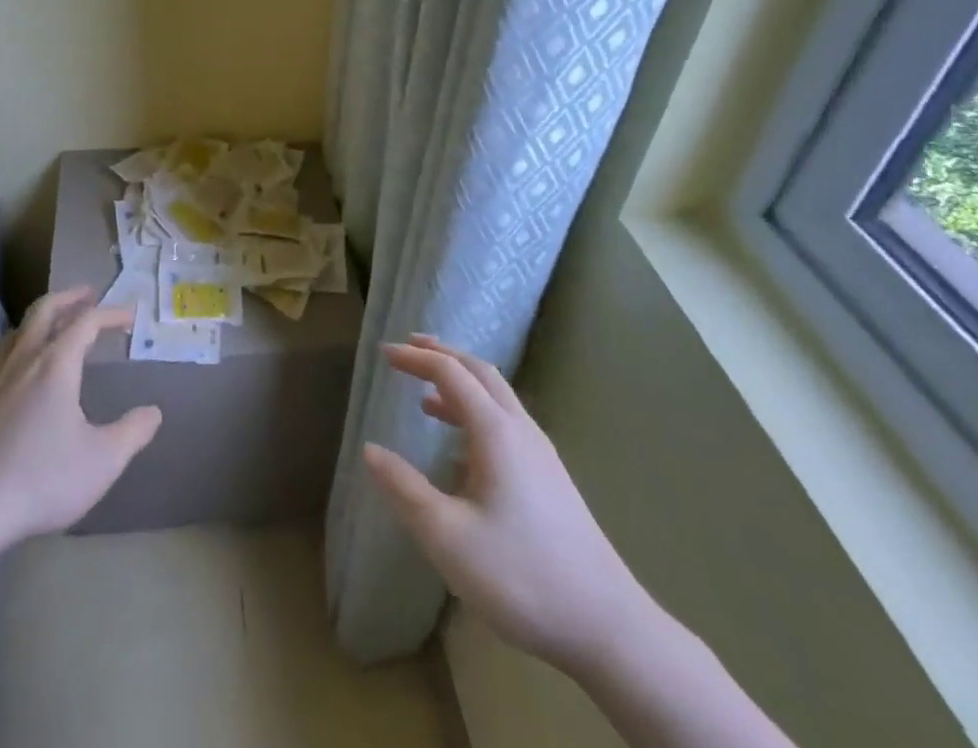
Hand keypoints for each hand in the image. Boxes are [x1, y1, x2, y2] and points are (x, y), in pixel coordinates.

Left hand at [0, 288, 161, 554]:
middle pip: (45, 310)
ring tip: (56, 325)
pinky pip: (1, 358)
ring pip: (19, 331)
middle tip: (89, 294)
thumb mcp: (102, 461)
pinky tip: (22, 370)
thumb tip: (153, 413)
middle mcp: (24, 360)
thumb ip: (132, 433)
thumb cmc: (41, 478)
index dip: (111, 314)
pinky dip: (20, 348)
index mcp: (56, 364)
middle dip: (69, 297)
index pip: (86, 321)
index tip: (131, 317)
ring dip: (41, 318)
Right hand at [363, 336, 653, 678]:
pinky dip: (476, 413)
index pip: (450, 373)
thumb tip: (369, 449)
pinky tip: (462, 450)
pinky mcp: (550, 479)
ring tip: (426, 396)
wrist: (608, 628)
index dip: (415, 358)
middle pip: (480, 372)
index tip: (384, 353)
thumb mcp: (448, 537)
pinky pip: (506, 423)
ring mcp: (541, 454)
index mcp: (496, 431)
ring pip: (497, 398)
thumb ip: (404, 489)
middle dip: (442, 355)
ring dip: (460, 384)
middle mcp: (520, 430)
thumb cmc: (521, 576)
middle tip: (409, 349)